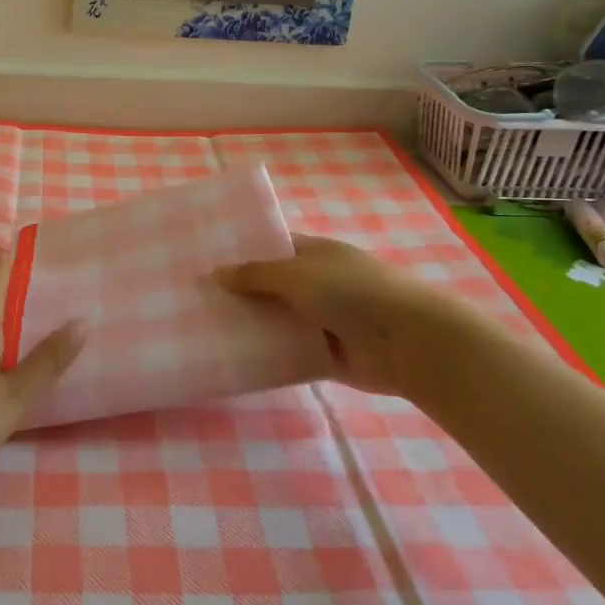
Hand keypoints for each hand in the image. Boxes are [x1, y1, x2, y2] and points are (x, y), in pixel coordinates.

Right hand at [217, 233, 471, 395]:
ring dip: (252, 325)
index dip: (242, 252)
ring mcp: (324, 319)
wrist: (409, 342)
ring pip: (278, 319)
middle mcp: (318, 282)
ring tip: (207, 330)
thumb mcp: (297, 275)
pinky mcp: (327, 354)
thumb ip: (256, 275)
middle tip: (196, 300)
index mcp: (316, 253)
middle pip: (272, 285)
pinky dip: (269, 355)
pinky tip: (236, 358)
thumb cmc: (352, 293)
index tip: (205, 261)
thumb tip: (216, 273)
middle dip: (241, 292)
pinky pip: (290, 352)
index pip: (273, 247)